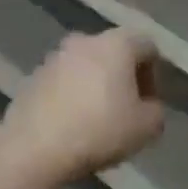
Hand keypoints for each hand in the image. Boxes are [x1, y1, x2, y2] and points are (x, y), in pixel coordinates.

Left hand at [0, 28, 165, 186]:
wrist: (35, 147)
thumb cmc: (100, 130)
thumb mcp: (147, 128)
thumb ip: (156, 111)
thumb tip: (147, 107)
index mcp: (116, 44)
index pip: (147, 46)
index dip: (155, 74)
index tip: (149, 103)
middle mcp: (84, 41)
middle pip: (114, 53)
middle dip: (123, 79)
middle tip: (126, 110)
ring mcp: (53, 57)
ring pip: (86, 67)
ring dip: (96, 87)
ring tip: (97, 120)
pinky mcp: (31, 78)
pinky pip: (63, 83)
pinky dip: (72, 97)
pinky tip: (72, 125)